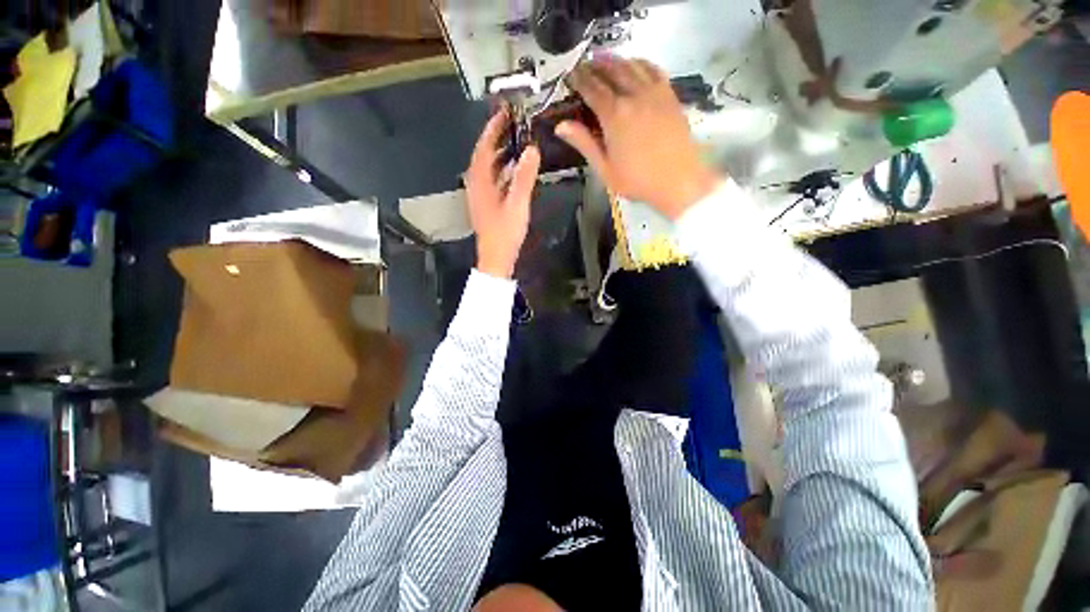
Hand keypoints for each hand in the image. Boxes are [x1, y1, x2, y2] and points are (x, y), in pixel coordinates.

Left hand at [466, 109, 541, 278]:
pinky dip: (501, 171)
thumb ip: (524, 178)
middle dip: (495, 138)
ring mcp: (480, 196)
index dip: (492, 129)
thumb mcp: (517, 205)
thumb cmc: (505, 233)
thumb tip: (531, 150)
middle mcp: (476, 185)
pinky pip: (492, 180)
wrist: (496, 258)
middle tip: (511, 125)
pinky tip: (513, 171)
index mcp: (481, 183)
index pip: (483, 148)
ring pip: (487, 168)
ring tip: (514, 143)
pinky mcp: (486, 205)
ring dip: (499, 154)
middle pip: (483, 156)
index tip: (502, 113)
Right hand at [557, 57, 720, 218]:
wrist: (678, 180)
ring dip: (616, 60)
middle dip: (596, 65)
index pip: (592, 88)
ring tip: (606, 60)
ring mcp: (655, 93)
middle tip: (586, 65)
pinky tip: (635, 65)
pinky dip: (641, 63)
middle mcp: (634, 96)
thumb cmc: (638, 180)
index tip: (571, 75)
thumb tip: (561, 125)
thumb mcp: (605, 169)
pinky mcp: (670, 95)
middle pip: (612, 70)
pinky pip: (654, 69)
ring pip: (632, 65)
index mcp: (614, 115)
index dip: (579, 79)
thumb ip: (584, 144)